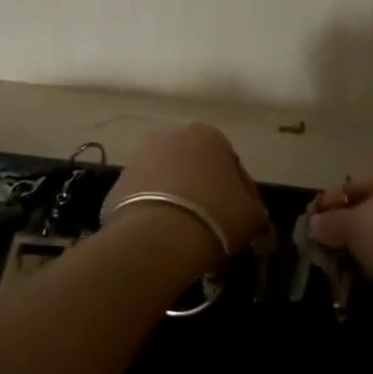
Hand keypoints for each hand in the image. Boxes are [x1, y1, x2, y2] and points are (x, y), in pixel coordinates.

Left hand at [105, 123, 268, 259]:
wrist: (156, 237)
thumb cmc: (214, 216)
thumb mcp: (251, 216)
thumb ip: (255, 210)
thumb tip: (252, 215)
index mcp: (208, 134)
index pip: (232, 165)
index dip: (242, 195)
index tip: (243, 220)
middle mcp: (172, 136)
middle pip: (197, 168)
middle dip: (206, 193)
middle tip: (215, 227)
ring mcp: (140, 157)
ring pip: (169, 182)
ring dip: (180, 202)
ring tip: (188, 236)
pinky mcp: (118, 183)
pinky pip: (145, 199)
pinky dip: (155, 214)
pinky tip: (164, 239)